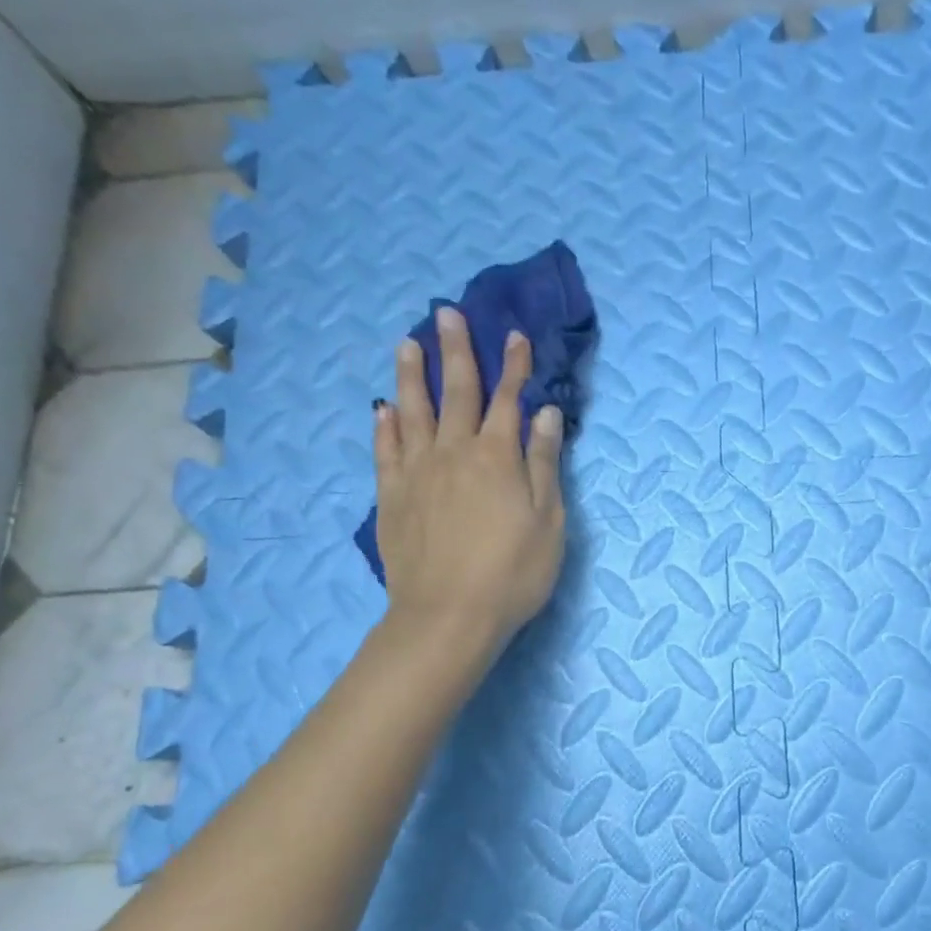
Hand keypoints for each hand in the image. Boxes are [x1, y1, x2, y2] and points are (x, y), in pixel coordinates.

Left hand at [373, 307, 565, 659]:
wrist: (448, 616)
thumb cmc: (512, 573)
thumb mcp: (548, 521)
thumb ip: (544, 464)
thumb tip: (545, 415)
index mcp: (497, 457)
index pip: (508, 400)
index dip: (514, 366)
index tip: (514, 334)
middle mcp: (453, 453)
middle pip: (455, 392)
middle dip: (455, 351)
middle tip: (445, 314)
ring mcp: (416, 473)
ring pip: (412, 412)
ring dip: (411, 375)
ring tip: (406, 344)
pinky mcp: (391, 497)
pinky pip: (384, 451)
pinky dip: (384, 426)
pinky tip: (383, 409)